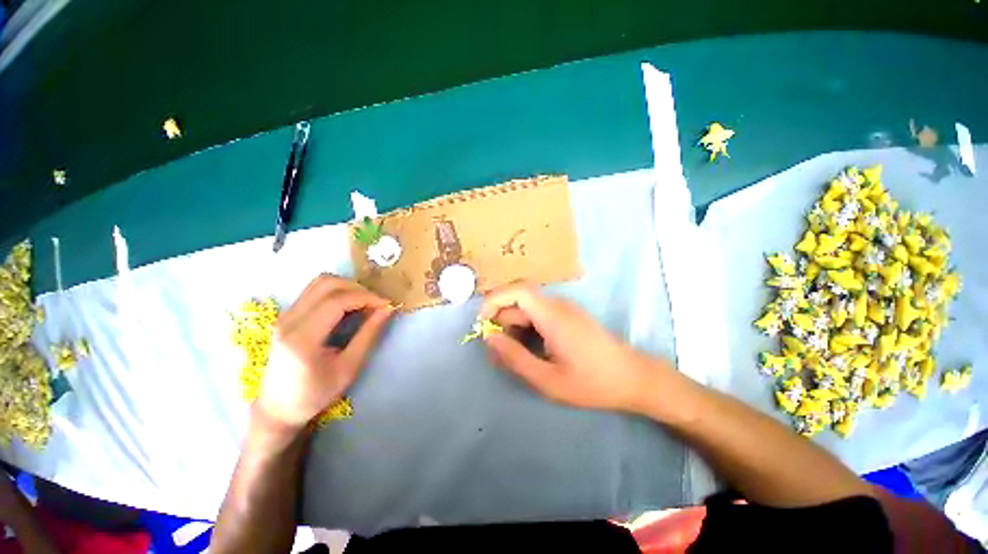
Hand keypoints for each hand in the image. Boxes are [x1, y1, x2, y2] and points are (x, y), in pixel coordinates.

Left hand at [257, 274, 394, 432]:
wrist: (278, 407)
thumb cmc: (316, 393)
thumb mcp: (349, 368)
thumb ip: (369, 335)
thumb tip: (387, 309)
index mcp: (302, 338)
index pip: (336, 301)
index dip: (366, 297)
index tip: (386, 304)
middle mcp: (289, 320)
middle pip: (326, 283)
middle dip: (357, 288)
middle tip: (376, 303)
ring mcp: (284, 315)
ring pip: (319, 282)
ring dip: (347, 287)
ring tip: (364, 303)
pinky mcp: (287, 315)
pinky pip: (314, 291)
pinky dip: (337, 292)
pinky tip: (349, 306)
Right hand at [478, 282, 673, 413]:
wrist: (632, 378)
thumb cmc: (591, 382)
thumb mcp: (547, 379)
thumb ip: (515, 357)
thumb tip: (489, 338)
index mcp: (552, 315)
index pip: (516, 290)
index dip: (494, 300)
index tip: (483, 324)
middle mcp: (557, 304)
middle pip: (518, 300)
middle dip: (501, 320)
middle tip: (497, 350)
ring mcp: (564, 308)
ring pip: (527, 307)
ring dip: (513, 326)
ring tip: (512, 354)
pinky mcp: (568, 315)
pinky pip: (538, 314)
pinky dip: (526, 327)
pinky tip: (529, 348)